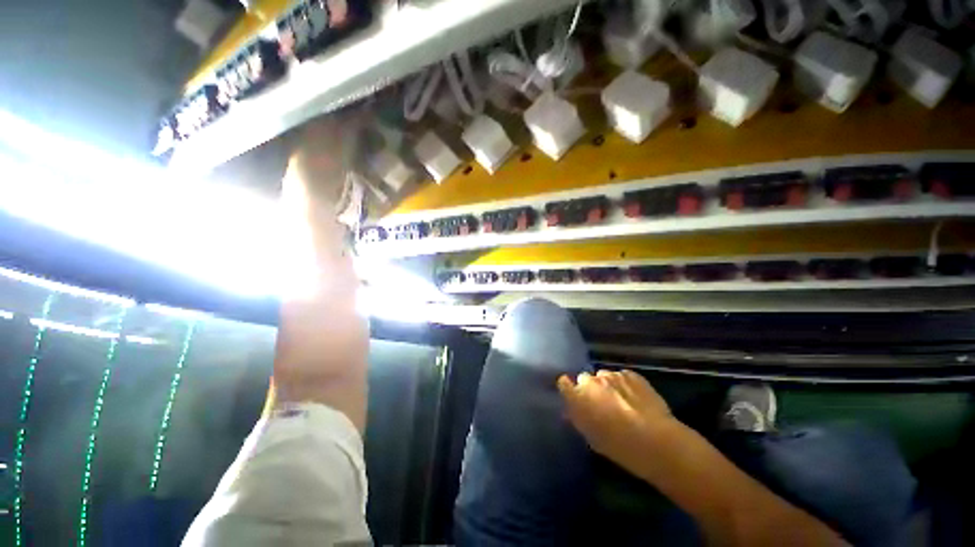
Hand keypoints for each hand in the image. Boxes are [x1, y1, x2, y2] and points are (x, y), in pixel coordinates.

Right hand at [557, 370, 676, 466]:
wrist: (656, 441)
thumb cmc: (619, 446)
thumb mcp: (592, 438)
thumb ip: (578, 419)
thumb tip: (571, 411)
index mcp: (577, 396)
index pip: (563, 383)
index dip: (568, 388)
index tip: (573, 397)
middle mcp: (591, 381)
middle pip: (584, 378)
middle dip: (589, 388)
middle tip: (600, 404)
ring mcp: (612, 375)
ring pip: (603, 376)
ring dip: (607, 385)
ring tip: (620, 400)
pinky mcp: (631, 374)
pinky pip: (621, 376)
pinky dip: (624, 384)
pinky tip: (634, 398)